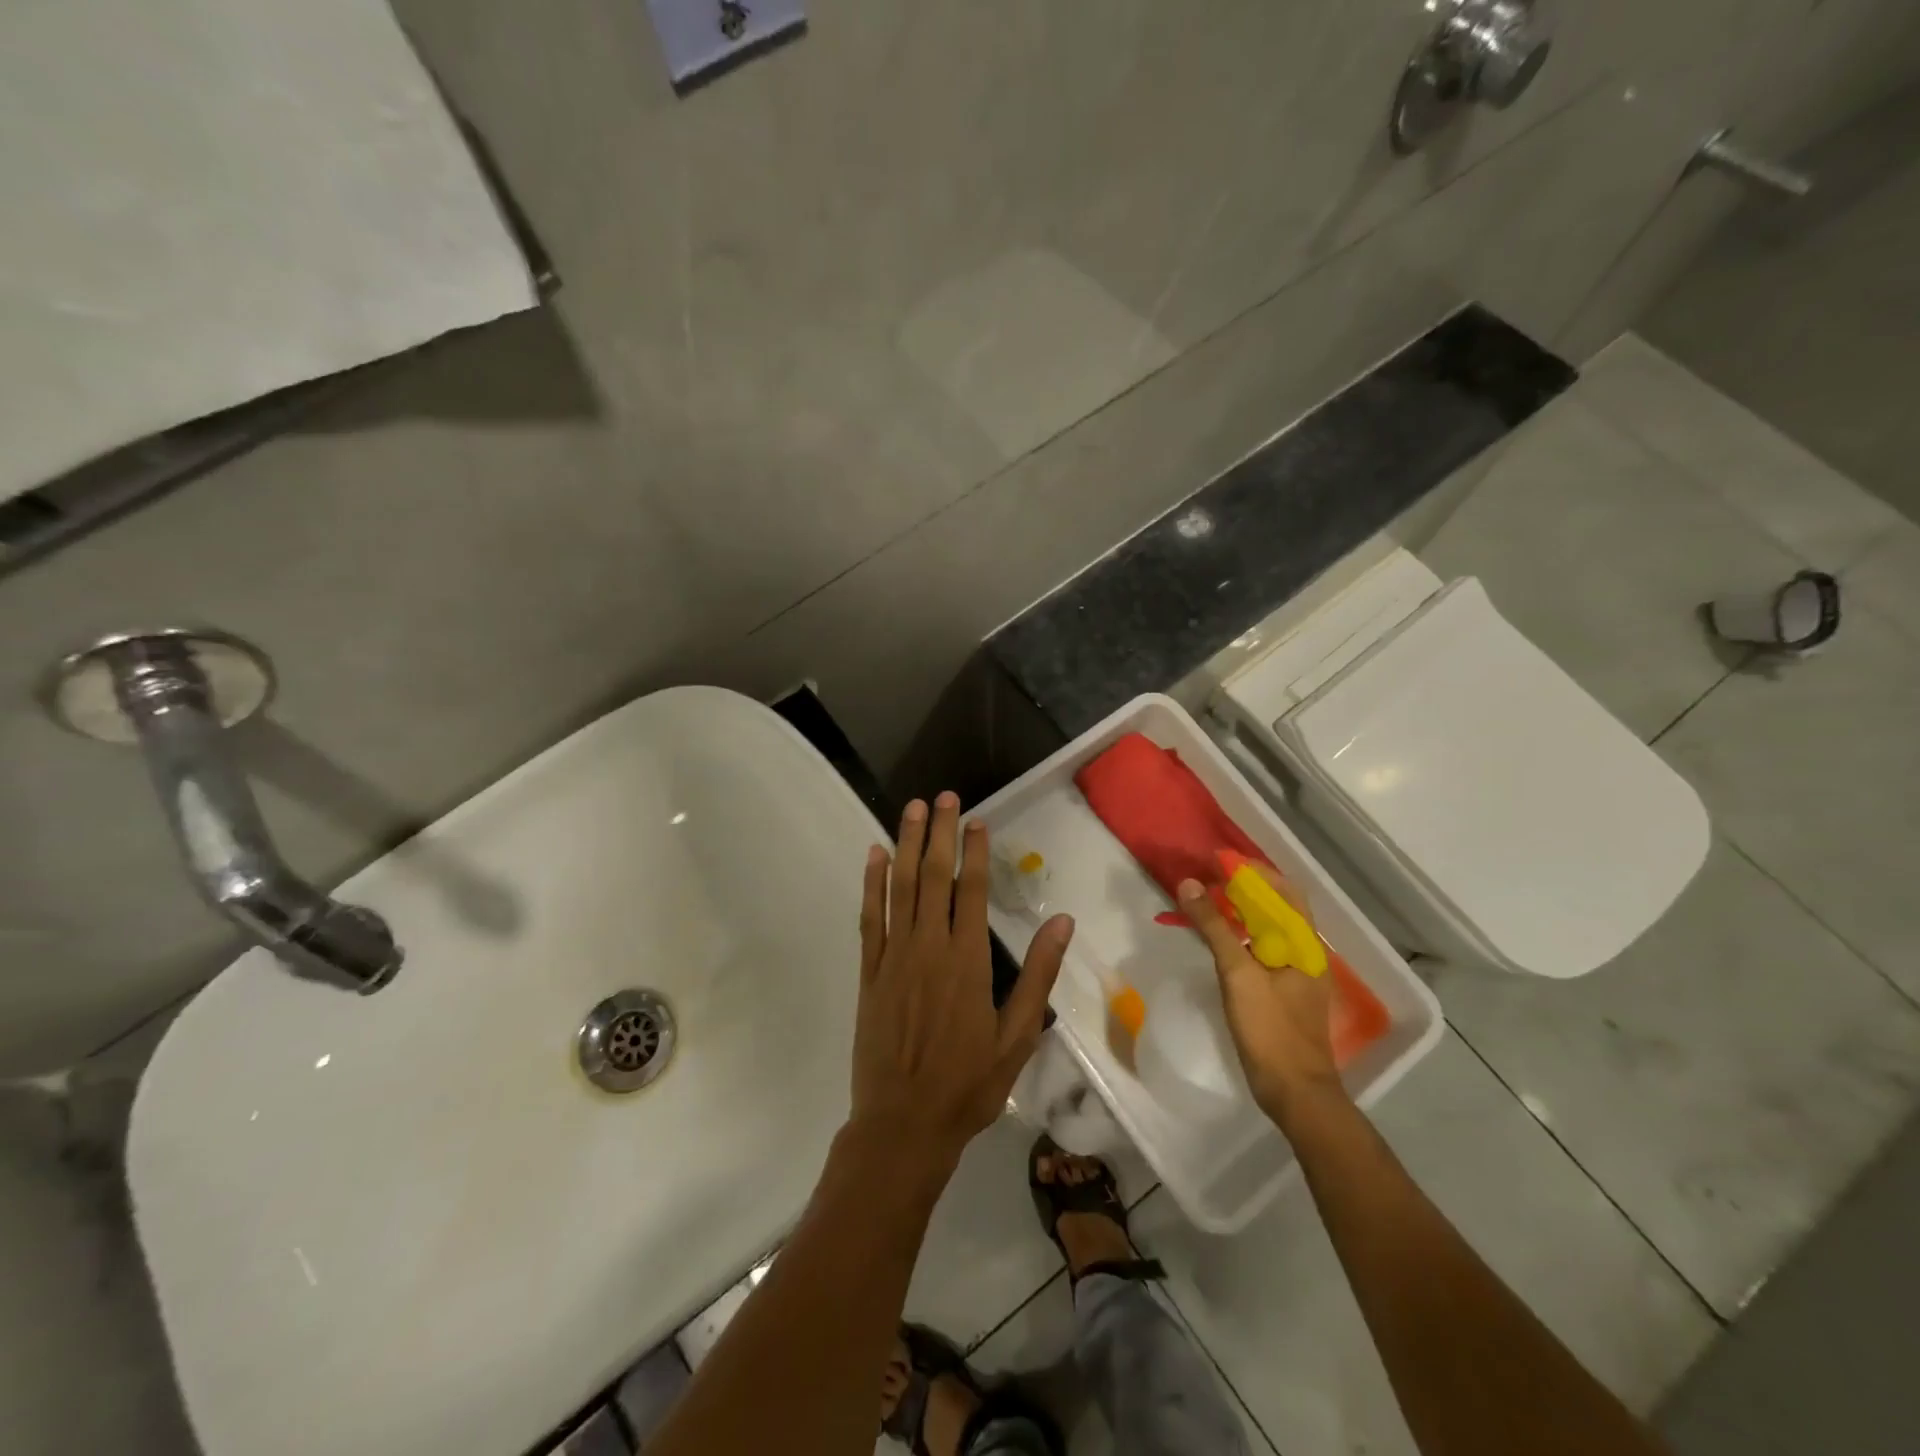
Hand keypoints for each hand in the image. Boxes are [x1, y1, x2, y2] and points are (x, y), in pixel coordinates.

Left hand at [851, 793, 1074, 1176]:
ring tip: (911, 808)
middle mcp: (928, 947)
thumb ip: (1038, 976)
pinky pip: (870, 917)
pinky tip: (874, 855)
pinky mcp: (869, 971)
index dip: (974, 851)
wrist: (903, 1124)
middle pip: (933, 877)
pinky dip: (872, 883)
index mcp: (967, 960)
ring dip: (906, 844)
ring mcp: (894, 956)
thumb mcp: (1017, 1036)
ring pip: (900, 887)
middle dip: (939, 832)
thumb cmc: (967, 1084)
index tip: (976, 819)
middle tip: (942, 796)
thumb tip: (1063, 923)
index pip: (972, 890)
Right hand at [1177, 874, 1344, 1127]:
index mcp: (1303, 944)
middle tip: (1207, 879)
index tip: (1218, 861)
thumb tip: (1190, 884)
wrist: (1295, 1092)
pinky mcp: (1283, 992)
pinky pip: (1262, 950)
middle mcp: (1305, 953)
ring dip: (1241, 911)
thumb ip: (1215, 927)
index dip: (1253, 871)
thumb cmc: (1270, 1029)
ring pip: (1269, 929)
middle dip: (1244, 888)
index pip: (1284, 890)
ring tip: (1207, 902)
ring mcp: (1295, 974)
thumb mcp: (1238, 973)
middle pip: (1277, 907)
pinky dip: (1240, 935)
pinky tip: (1218, 940)